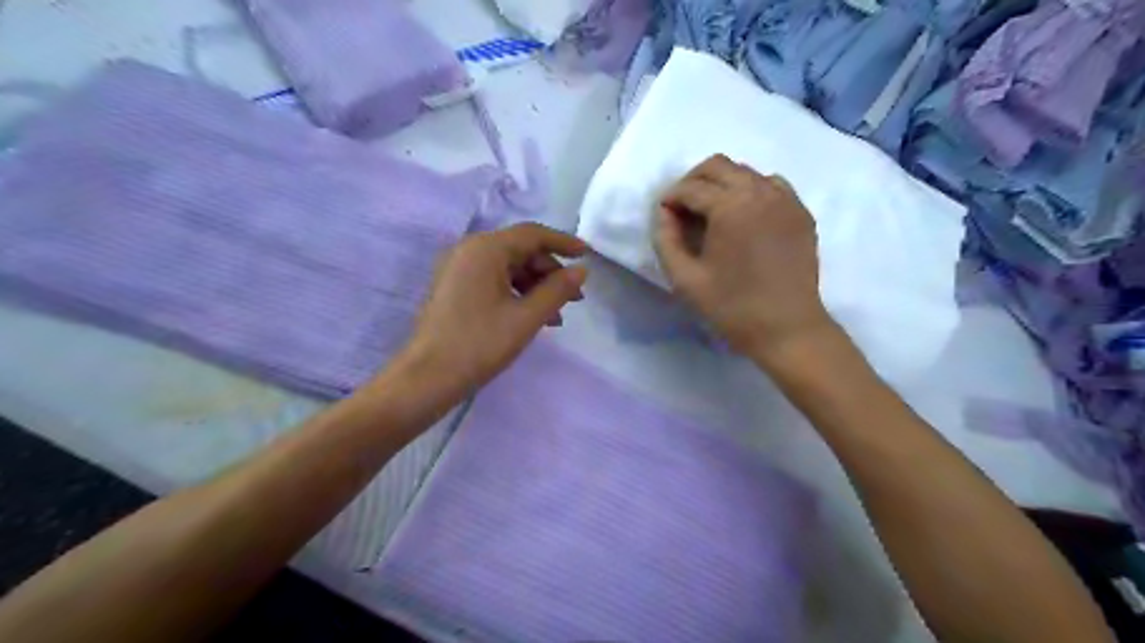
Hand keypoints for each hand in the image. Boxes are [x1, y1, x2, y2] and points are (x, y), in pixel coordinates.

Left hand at [399, 224, 585, 397]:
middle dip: (550, 272)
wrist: (428, 378)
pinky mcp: (454, 288)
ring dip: (536, 287)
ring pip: (508, 268)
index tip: (588, 254)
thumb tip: (581, 270)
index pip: (532, 234)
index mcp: (485, 249)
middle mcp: (469, 250)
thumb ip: (557, 290)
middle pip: (520, 250)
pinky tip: (532, 317)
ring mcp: (459, 269)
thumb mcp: (526, 317)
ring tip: (556, 316)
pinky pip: (494, 280)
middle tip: (575, 298)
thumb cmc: (480, 344)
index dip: (563, 242)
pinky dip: (517, 293)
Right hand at [653, 151, 836, 360]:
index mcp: (730, 207)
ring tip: (711, 213)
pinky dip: (751, 190)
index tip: (663, 217)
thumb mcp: (685, 279)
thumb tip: (663, 213)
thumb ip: (666, 240)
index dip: (670, 199)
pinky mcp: (801, 212)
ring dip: (721, 184)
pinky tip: (743, 216)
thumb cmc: (732, 308)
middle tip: (682, 209)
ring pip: (745, 172)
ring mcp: (786, 199)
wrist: (788, 329)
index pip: (691, 188)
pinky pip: (771, 185)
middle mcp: (760, 192)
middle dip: (693, 182)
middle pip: (718, 166)